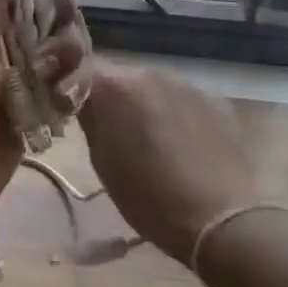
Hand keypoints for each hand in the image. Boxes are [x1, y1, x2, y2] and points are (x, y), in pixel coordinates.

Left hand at [0, 0, 89, 238]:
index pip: (24, 1)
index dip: (48, 0)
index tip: (66, 8)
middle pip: (49, 31)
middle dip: (65, 37)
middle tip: (61, 58)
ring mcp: (17, 90)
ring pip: (60, 65)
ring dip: (71, 69)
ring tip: (62, 90)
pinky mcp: (31, 123)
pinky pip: (61, 99)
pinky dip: (70, 97)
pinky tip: (67, 104)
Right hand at [78, 61, 259, 264]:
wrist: (220, 219)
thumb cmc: (148, 197)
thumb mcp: (102, 162)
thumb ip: (90, 120)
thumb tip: (83, 102)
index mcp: (116, 87)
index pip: (80, 67)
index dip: (70, 83)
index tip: (66, 105)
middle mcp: (150, 73)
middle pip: (119, 76)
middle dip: (110, 95)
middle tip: (109, 128)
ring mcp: (187, 84)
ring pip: (151, 86)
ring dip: (143, 103)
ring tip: (149, 139)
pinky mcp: (215, 101)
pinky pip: (182, 99)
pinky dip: (174, 114)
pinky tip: (181, 144)